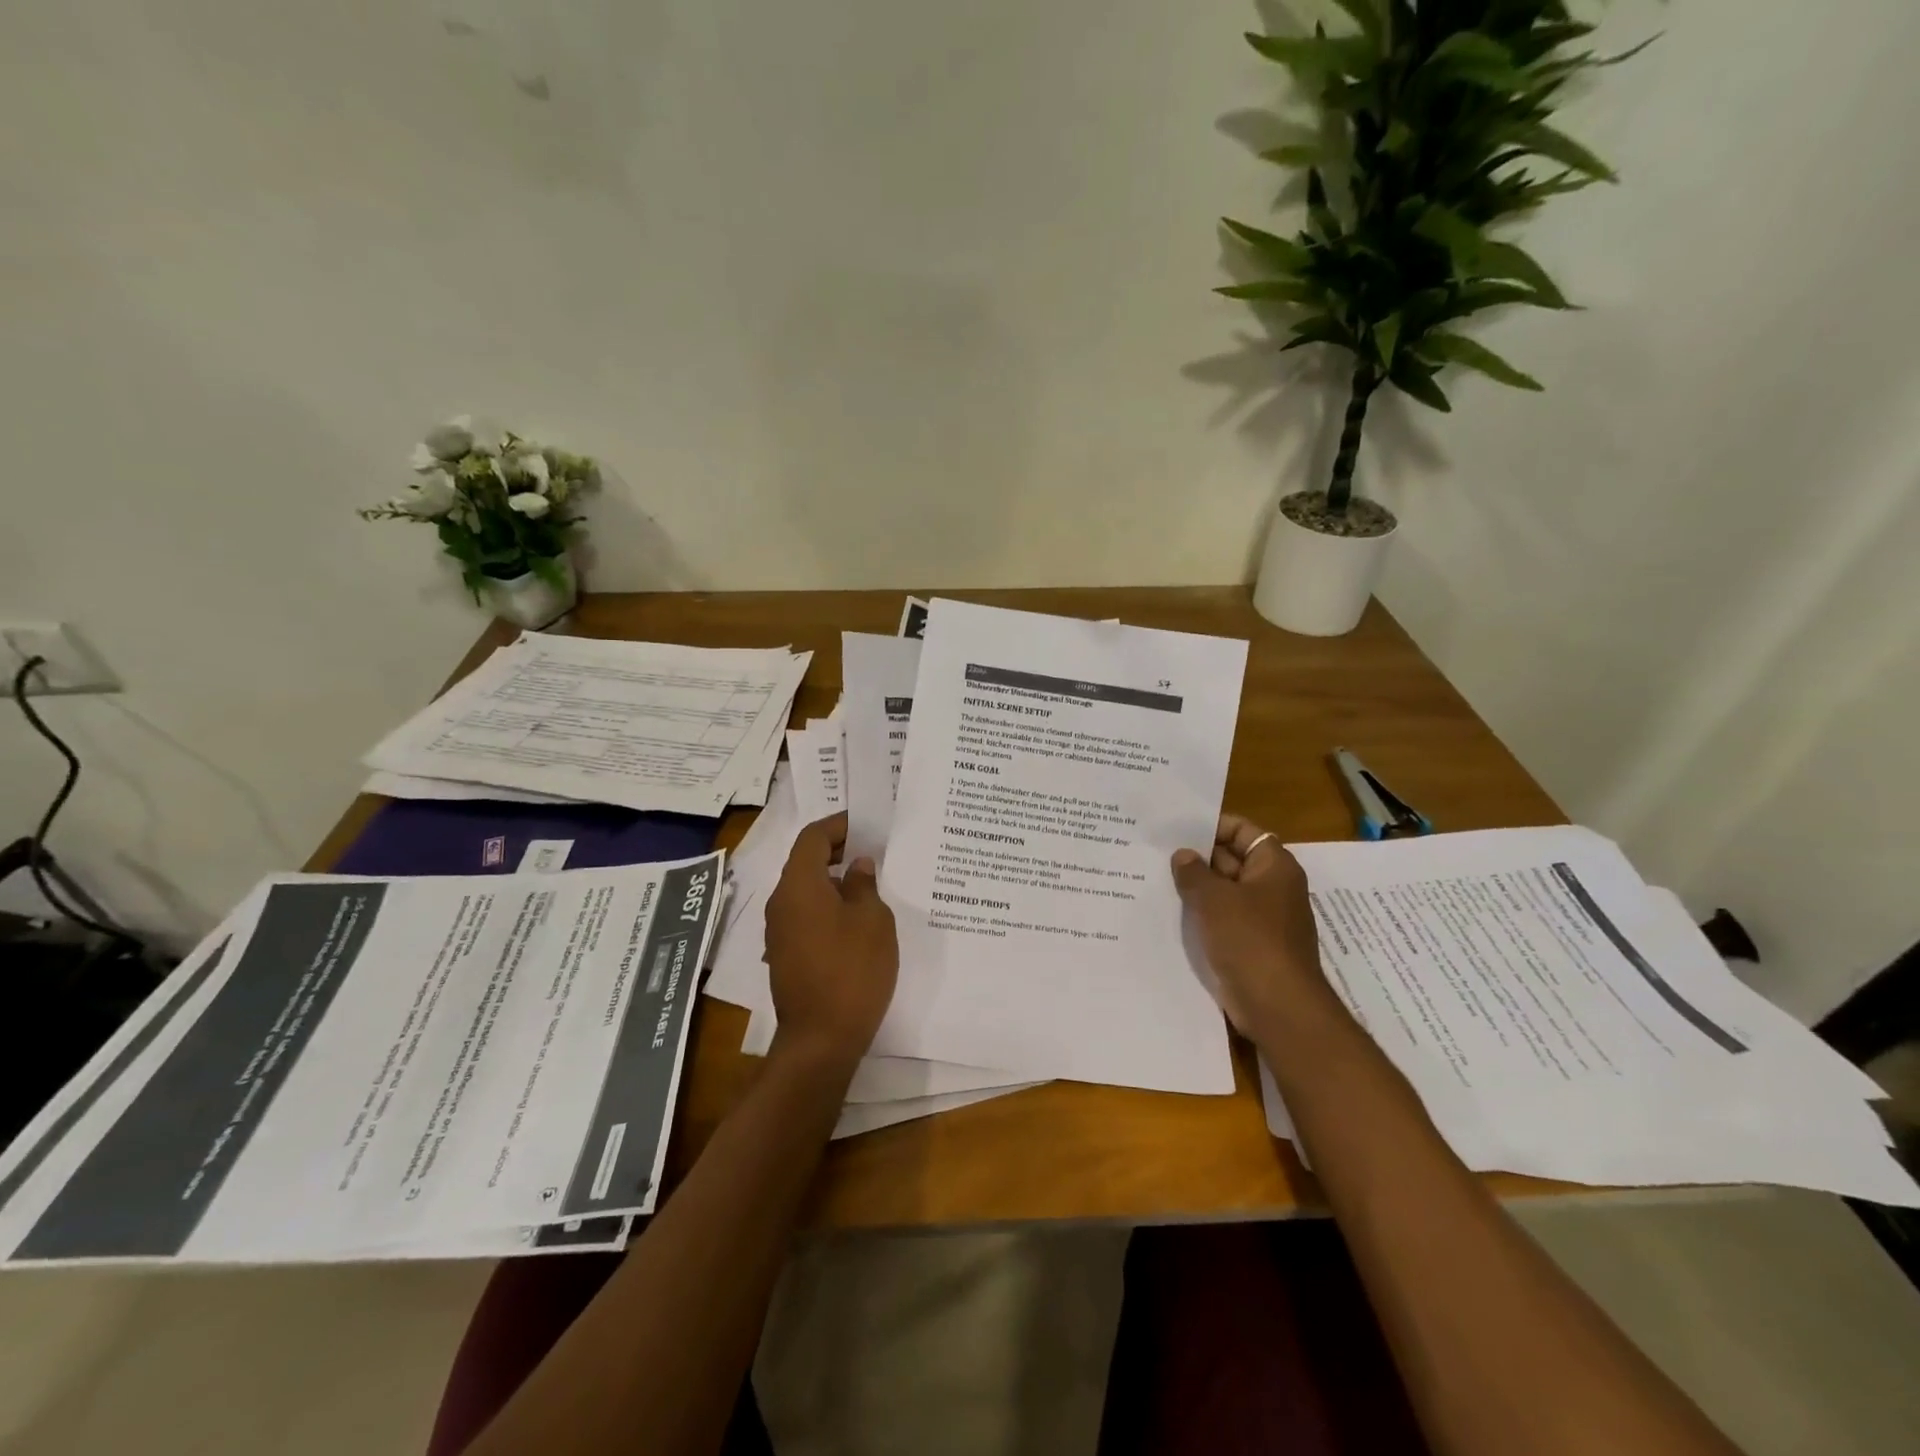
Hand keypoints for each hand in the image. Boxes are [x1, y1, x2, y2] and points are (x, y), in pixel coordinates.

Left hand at [763, 813, 898, 1072]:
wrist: (820, 1040)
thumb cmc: (852, 971)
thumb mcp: (872, 921)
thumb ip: (864, 885)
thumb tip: (857, 866)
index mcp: (798, 885)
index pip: (812, 838)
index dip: (838, 825)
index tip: (865, 824)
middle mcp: (780, 903)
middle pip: (805, 862)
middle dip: (837, 852)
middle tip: (873, 851)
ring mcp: (778, 931)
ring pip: (806, 891)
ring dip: (834, 881)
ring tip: (870, 885)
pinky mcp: (785, 955)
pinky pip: (805, 915)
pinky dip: (828, 906)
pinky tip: (856, 920)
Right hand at [1171, 814, 1334, 1037]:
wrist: (1278, 1006)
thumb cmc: (1250, 940)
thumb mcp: (1215, 899)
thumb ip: (1194, 872)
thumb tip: (1183, 855)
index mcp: (1274, 866)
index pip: (1242, 830)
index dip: (1212, 825)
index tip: (1178, 827)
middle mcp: (1272, 887)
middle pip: (1232, 859)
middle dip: (1198, 857)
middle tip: (1157, 851)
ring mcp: (1262, 918)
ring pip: (1225, 892)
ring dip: (1196, 887)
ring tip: (1155, 877)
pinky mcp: (1251, 945)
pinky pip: (1223, 919)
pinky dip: (1202, 914)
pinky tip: (1170, 912)